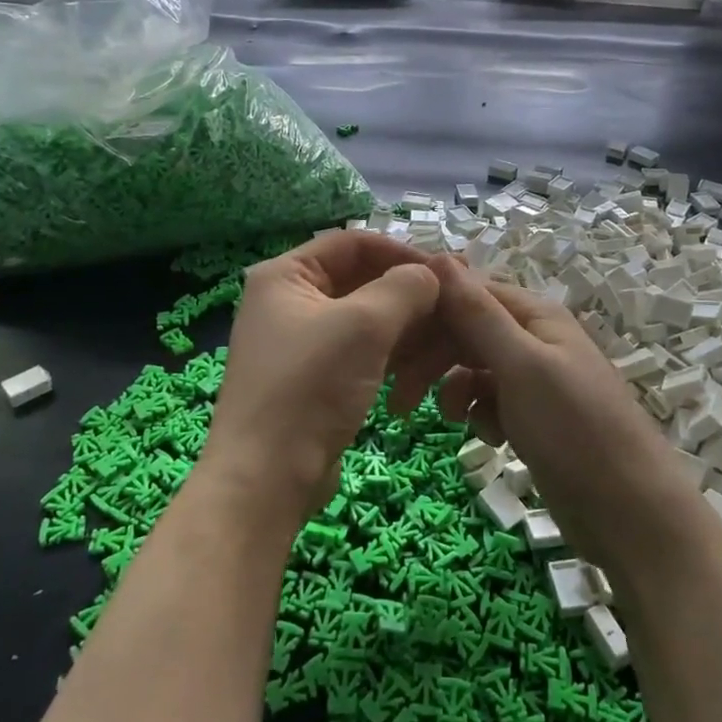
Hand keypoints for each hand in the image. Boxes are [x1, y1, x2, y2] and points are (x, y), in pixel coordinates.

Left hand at [204, 231, 439, 526]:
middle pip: (359, 279)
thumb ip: (405, 287)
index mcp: (285, 275)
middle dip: (407, 291)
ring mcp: (297, 342)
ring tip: (442, 338)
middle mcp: (286, 301)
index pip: (353, 242)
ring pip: (362, 318)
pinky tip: (416, 368)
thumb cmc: (311, 387)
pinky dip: (386, 353)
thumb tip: (431, 274)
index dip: (402, 251)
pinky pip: (356, 351)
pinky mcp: (311, 378)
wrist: (267, 478)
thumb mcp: (365, 325)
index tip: (448, 270)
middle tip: (454, 303)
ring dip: (402, 325)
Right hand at [423, 255, 697, 574]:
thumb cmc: (575, 430)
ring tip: (447, 418)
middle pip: (467, 330)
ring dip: (454, 388)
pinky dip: (480, 414)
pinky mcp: (533, 417)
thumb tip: (438, 255)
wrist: (630, 513)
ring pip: (473, 367)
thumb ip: (478, 314)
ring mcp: (534, 380)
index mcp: (535, 315)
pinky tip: (488, 437)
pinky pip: (490, 401)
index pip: (468, 291)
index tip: (387, 335)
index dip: (428, 308)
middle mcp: (533, 339)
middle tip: (399, 395)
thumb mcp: (521, 366)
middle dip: (432, 356)